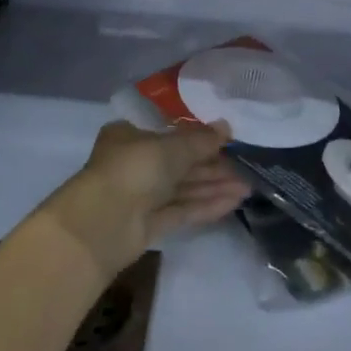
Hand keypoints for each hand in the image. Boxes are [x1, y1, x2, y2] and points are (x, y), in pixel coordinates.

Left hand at [44, 120, 251, 278]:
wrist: (101, 224)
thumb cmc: (134, 169)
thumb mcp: (172, 146)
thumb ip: (201, 139)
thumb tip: (227, 126)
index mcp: (131, 136)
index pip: (170, 132)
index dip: (199, 135)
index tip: (227, 138)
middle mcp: (136, 164)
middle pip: (180, 162)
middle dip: (213, 164)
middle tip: (247, 164)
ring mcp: (142, 196)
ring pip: (184, 187)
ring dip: (215, 185)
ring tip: (249, 185)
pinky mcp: (149, 224)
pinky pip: (182, 210)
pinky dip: (207, 205)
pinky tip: (235, 202)